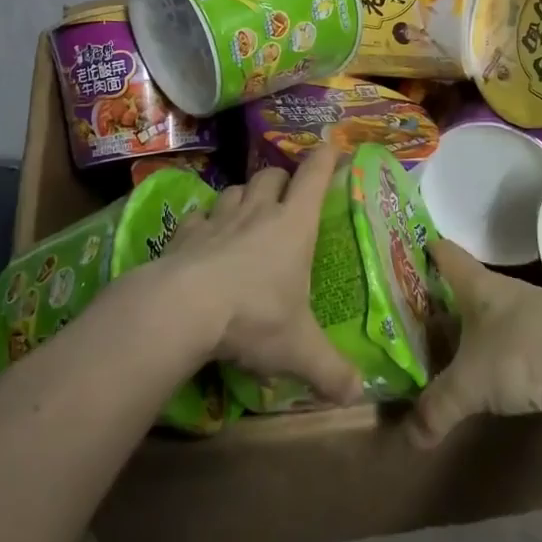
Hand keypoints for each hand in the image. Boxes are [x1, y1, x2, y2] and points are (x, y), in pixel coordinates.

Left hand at [161, 148, 361, 405]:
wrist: (182, 309)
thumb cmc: (253, 317)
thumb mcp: (299, 349)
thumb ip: (331, 371)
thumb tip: (358, 395)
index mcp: (293, 225)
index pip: (314, 177)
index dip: (325, 158)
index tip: (332, 146)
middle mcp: (258, 212)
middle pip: (271, 176)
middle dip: (282, 179)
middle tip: (287, 196)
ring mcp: (218, 219)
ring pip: (234, 190)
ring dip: (244, 197)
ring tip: (247, 214)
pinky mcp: (185, 233)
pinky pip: (199, 216)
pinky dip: (205, 221)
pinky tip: (204, 236)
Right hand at [409, 240, 541, 446]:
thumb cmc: (526, 350)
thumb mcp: (472, 383)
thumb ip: (437, 408)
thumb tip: (406, 438)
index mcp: (476, 286)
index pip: (443, 253)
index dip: (422, 251)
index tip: (399, 253)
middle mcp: (501, 293)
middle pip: (462, 289)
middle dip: (437, 302)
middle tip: (406, 319)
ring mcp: (531, 317)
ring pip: (487, 318)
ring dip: (467, 332)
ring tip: (440, 352)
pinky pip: (512, 345)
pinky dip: (494, 356)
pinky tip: (486, 377)